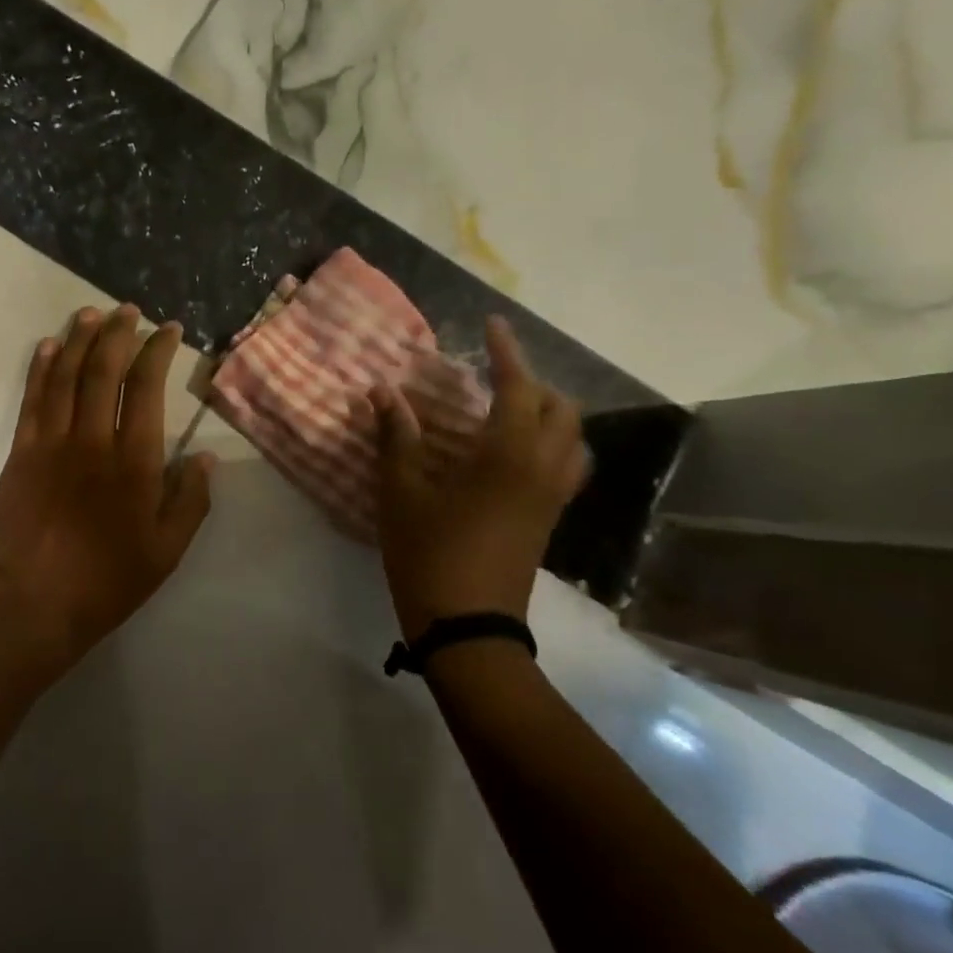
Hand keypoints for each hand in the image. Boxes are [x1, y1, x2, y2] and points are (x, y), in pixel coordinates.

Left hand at [0, 304, 214, 658]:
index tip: (168, 330)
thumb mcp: (167, 551)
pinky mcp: (22, 452)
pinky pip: (33, 398)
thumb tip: (205, 459)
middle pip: (104, 369)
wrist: (32, 602)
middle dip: (118, 332)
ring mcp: (52, 442)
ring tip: (91, 313)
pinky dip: (41, 367)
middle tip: (128, 311)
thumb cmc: (107, 579)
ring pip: (66, 375)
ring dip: (79, 339)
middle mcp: (94, 439)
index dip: (158, 351)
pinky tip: (49, 346)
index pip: (147, 387)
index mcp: (135, 460)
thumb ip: (191, 501)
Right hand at [370, 316, 589, 638]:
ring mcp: (551, 497)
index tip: (493, 325)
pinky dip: (550, 443)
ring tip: (507, 410)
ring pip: (571, 439)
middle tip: (492, 377)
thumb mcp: (401, 494)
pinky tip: (511, 454)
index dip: (507, 352)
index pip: (518, 388)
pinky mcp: (549, 520)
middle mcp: (542, 469)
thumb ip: (395, 439)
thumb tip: (381, 393)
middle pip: (561, 409)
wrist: (468, 628)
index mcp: (508, 456)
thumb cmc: (430, 555)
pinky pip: (566, 466)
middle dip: (533, 383)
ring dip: (548, 414)